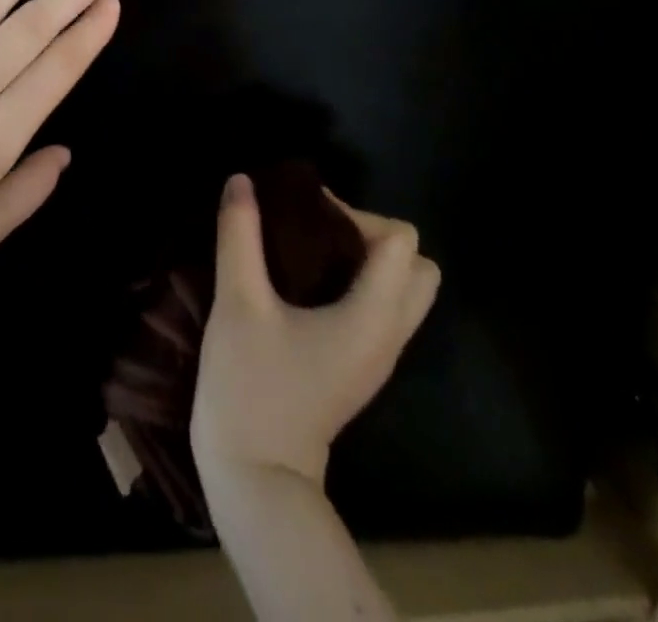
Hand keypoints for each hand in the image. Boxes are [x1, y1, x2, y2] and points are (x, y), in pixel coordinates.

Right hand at [191, 174, 438, 490]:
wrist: (255, 477)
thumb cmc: (251, 386)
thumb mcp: (238, 302)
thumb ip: (240, 235)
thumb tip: (242, 180)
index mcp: (373, 318)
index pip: (402, 242)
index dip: (356, 215)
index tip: (305, 217)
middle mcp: (389, 335)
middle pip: (419, 268)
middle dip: (373, 237)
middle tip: (319, 233)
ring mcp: (378, 356)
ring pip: (404, 291)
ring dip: (368, 261)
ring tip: (311, 253)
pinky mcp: (360, 367)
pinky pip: (381, 310)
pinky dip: (358, 284)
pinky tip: (307, 283)